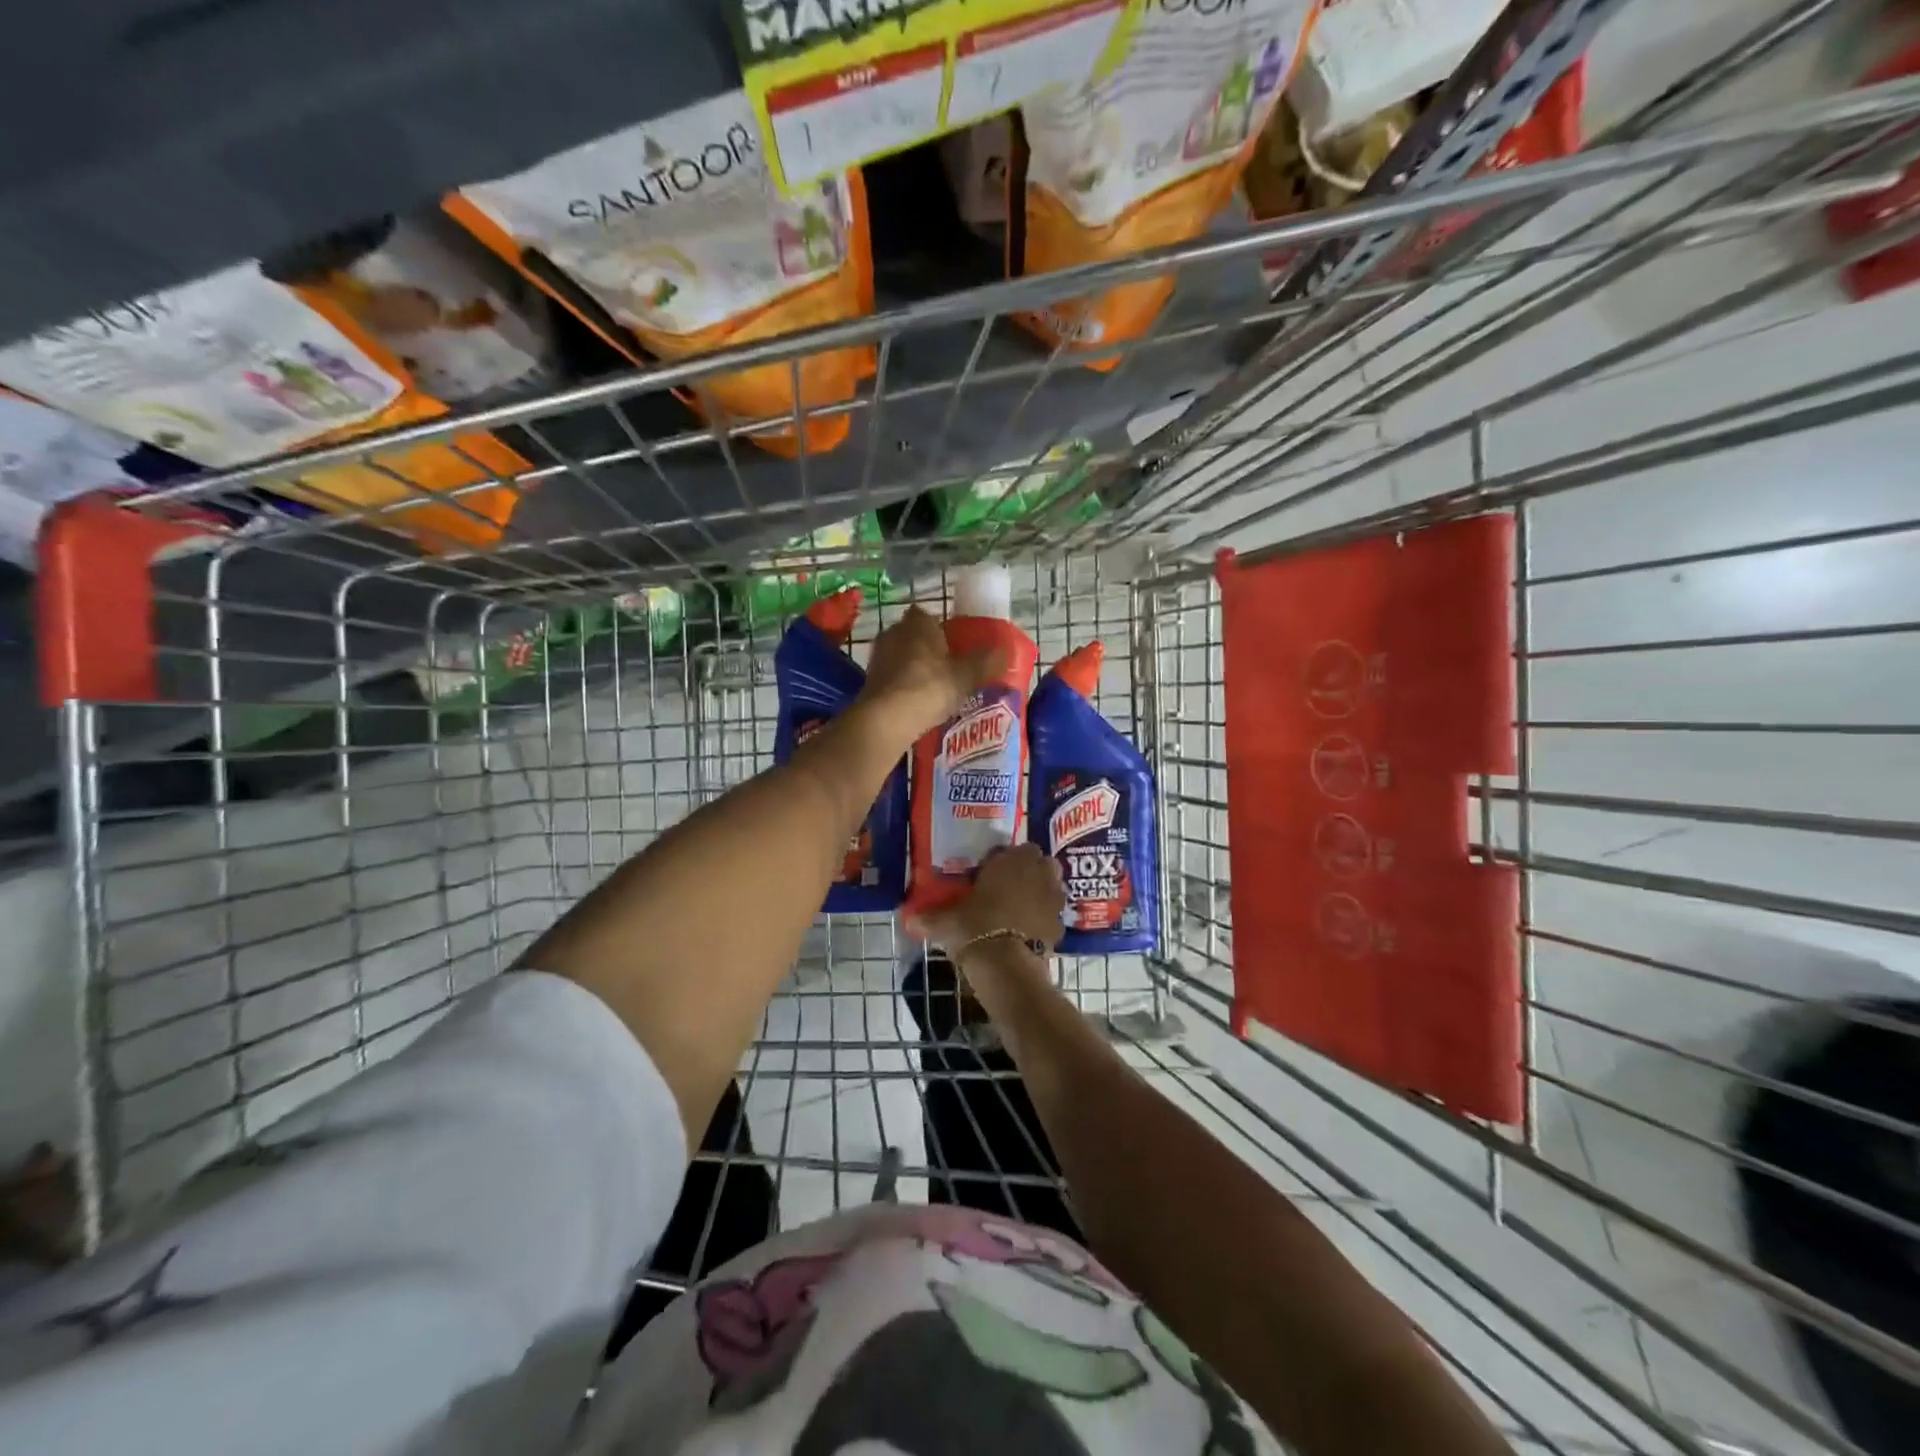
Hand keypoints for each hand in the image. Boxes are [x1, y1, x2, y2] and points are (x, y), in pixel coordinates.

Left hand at [857, 604, 1006, 744]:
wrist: (886, 719)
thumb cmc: (929, 687)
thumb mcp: (966, 676)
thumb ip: (986, 662)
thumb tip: (1006, 651)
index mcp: (918, 623)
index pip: (927, 615)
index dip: (940, 628)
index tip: (953, 644)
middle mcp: (893, 632)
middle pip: (913, 636)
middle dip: (926, 648)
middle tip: (946, 667)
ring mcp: (877, 657)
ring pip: (900, 657)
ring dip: (912, 668)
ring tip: (932, 688)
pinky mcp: (869, 681)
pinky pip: (891, 678)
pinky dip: (901, 686)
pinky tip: (914, 703)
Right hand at [906, 844, 1066, 953]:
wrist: (1006, 964)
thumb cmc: (975, 927)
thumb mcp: (947, 921)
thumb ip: (930, 917)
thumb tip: (908, 919)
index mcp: (1013, 859)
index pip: (1016, 848)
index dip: (1004, 860)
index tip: (988, 874)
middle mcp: (1039, 872)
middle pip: (1040, 864)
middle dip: (1028, 872)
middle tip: (1007, 887)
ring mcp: (1054, 898)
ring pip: (1051, 886)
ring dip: (1040, 893)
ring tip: (1019, 908)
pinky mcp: (1061, 923)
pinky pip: (1053, 914)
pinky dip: (1044, 919)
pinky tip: (1028, 931)